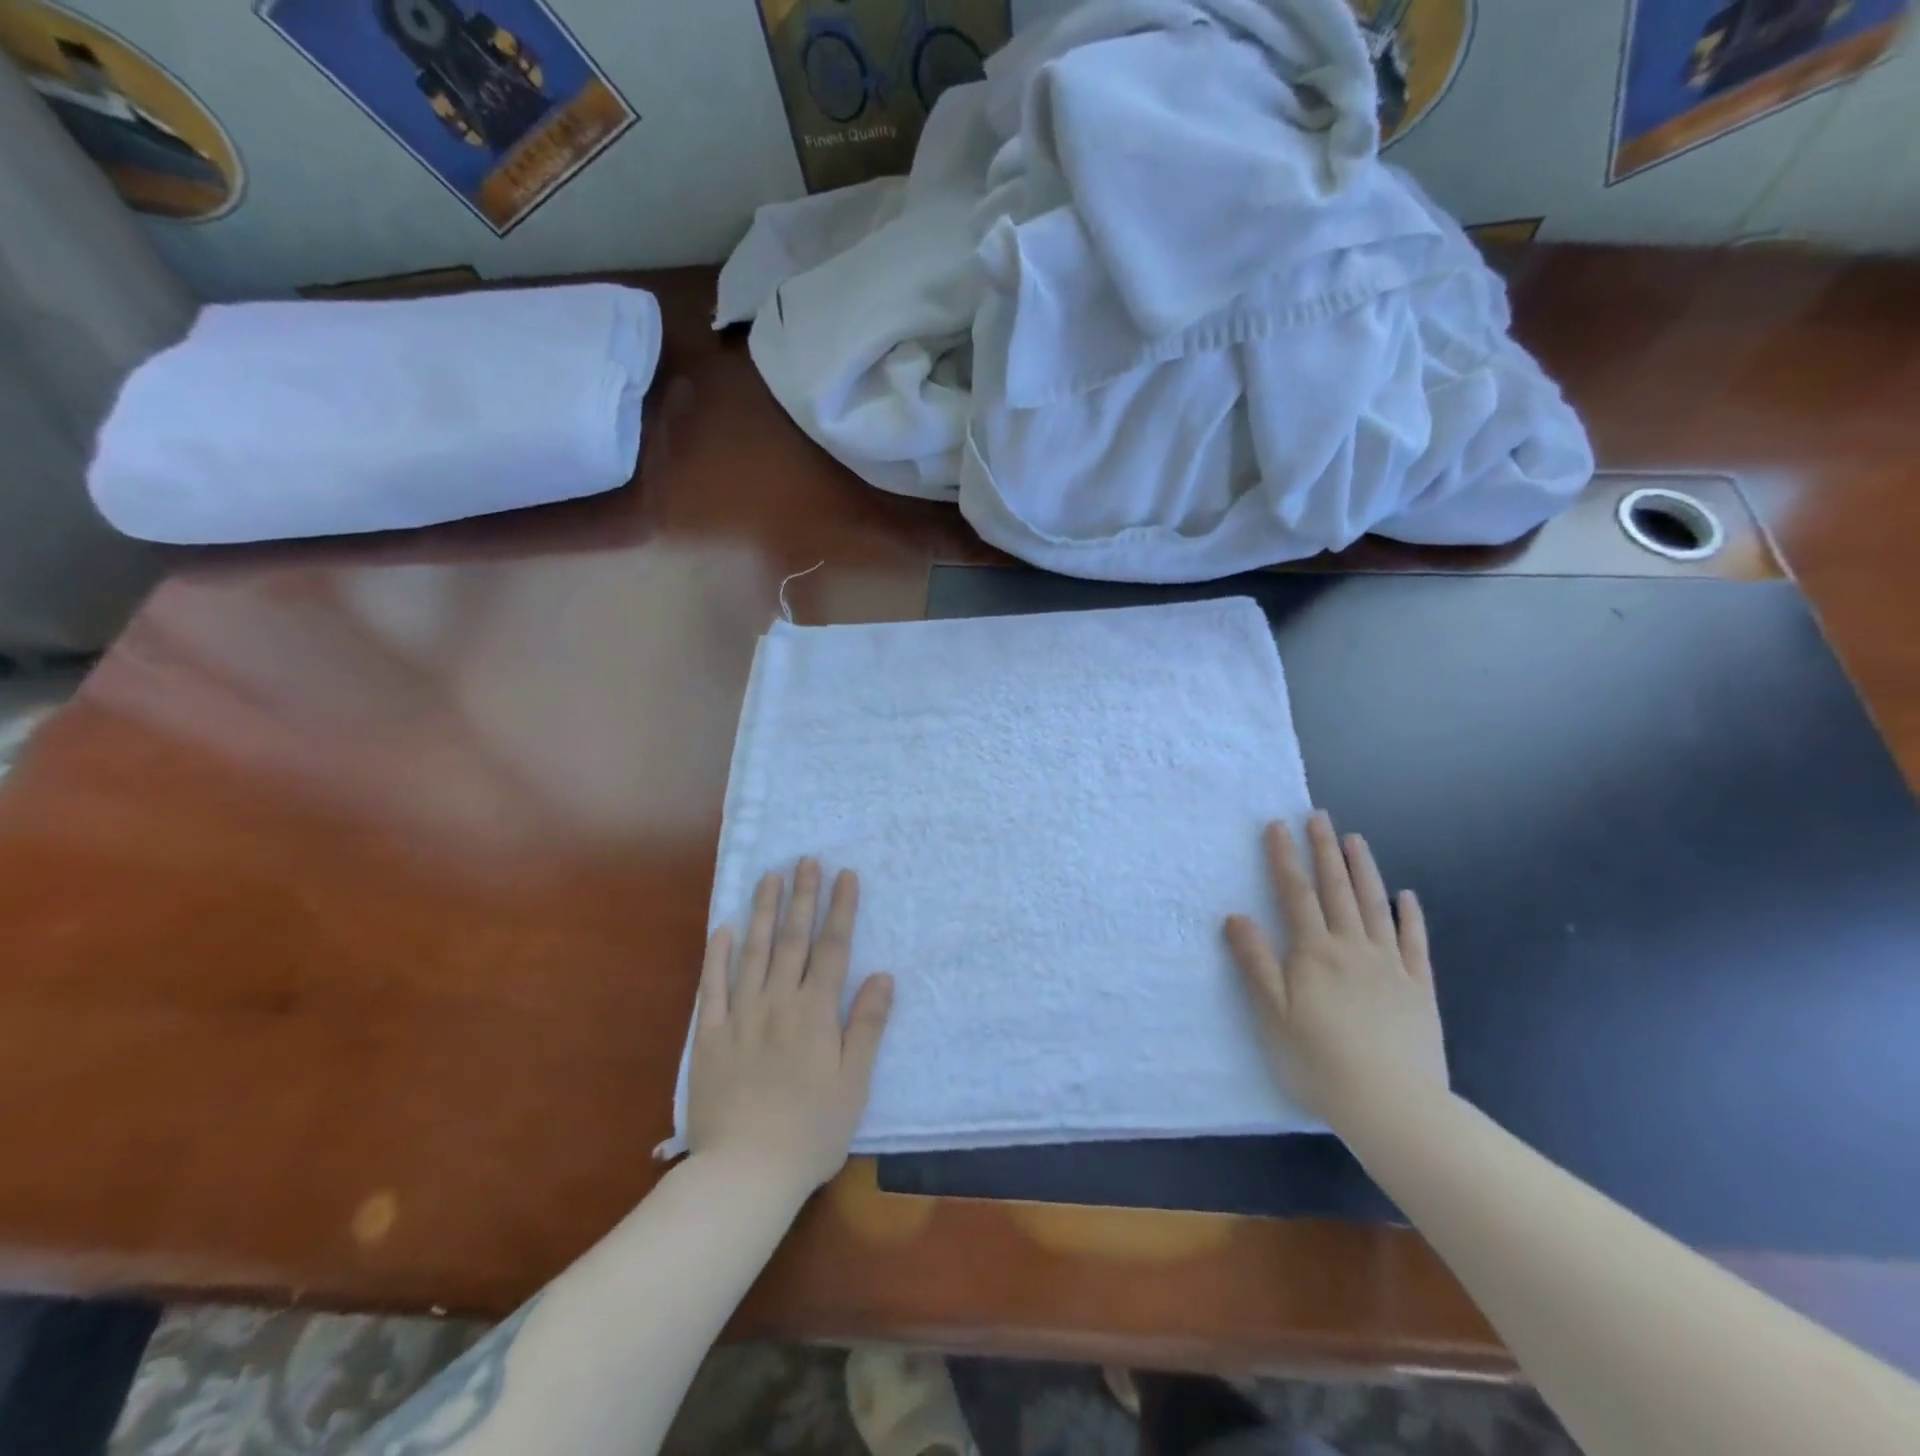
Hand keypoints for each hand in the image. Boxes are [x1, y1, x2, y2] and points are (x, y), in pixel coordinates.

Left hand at [687, 860, 893, 1197]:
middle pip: (792, 940)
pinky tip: (722, 928)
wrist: (745, 1173)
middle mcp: (778, 1003)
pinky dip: (717, 955)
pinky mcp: (710, 1036)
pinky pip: (713, 987)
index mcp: (815, 1014)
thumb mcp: (854, 1083)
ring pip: (752, 952)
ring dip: (762, 912)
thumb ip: (866, 1026)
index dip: (840, 910)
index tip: (845, 875)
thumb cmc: (811, 1131)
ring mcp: (741, 1016)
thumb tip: (882, 975)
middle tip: (805, 860)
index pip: (832, 949)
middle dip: (802, 897)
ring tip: (768, 877)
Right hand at [1225, 812, 1447, 1130]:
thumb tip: (1235, 916)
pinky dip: (1409, 915)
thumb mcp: (1273, 1014)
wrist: (1393, 1105)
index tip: (1278, 826)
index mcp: (1314, 953)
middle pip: (1337, 889)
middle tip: (1318, 817)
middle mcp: (1353, 948)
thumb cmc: (1320, 1061)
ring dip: (1363, 869)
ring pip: (1375, 905)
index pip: (1296, 894)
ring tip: (1355, 840)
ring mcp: (1390, 965)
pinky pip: (1415, 942)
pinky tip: (1406, 897)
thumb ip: (1255, 962)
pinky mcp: (1419, 987)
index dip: (1285, 858)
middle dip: (1324, 850)